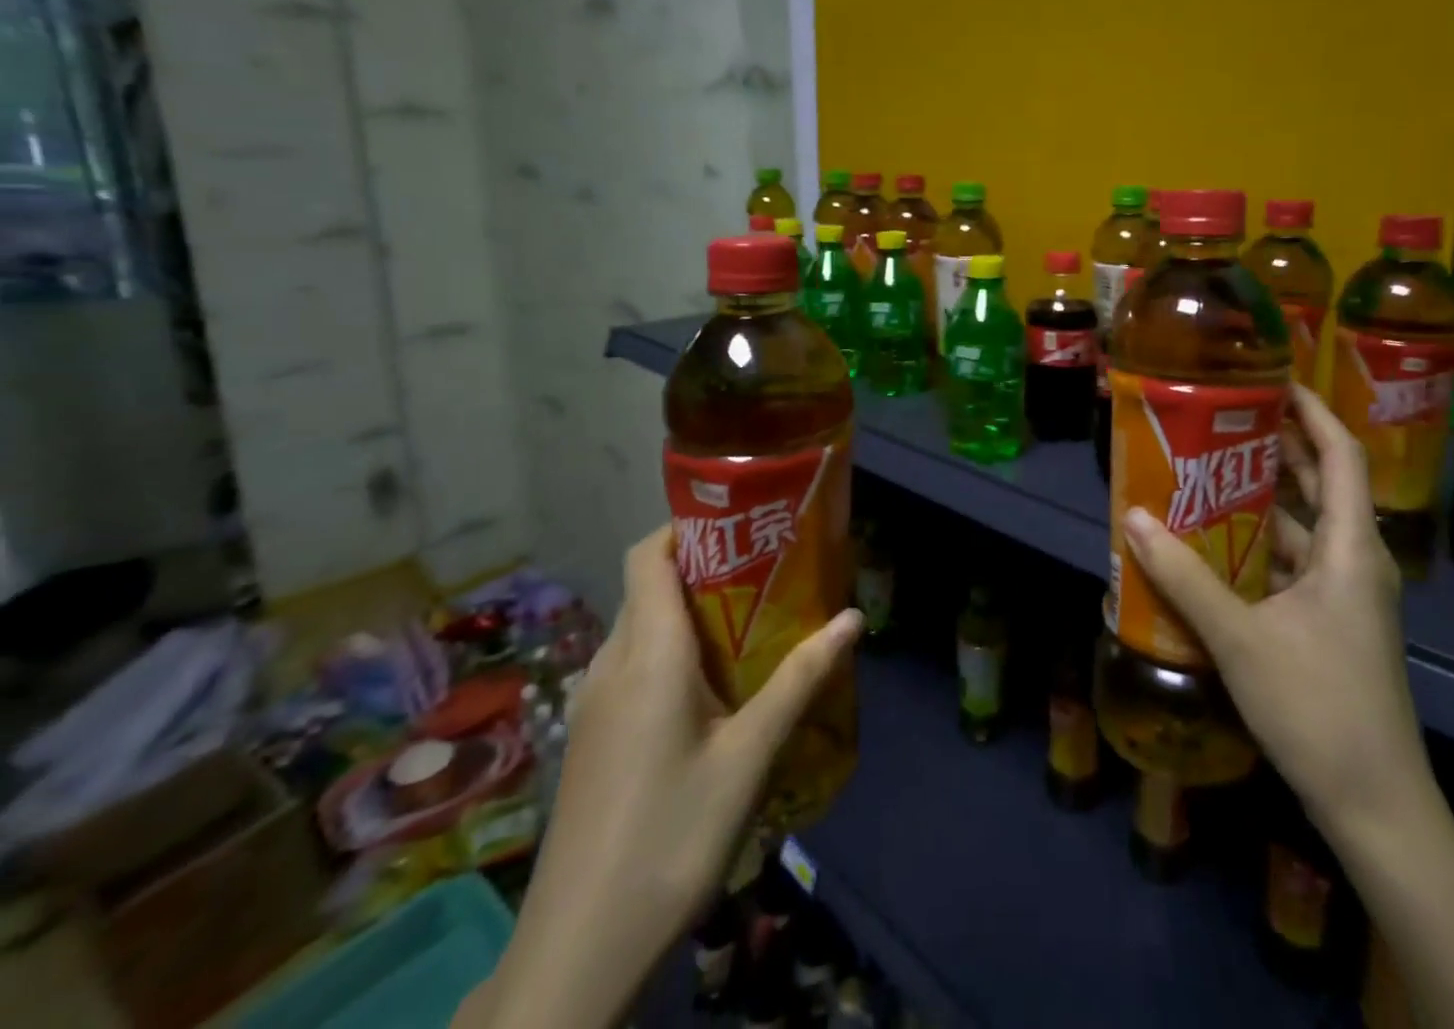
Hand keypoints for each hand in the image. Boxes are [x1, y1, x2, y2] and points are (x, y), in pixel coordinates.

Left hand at [477, 525, 861, 1028]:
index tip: (738, 525)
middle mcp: (611, 662)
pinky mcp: (590, 735)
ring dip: (686, 612)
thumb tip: (853, 619)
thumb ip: (800, 680)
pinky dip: (667, 651)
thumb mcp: (749, 756)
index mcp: (647, 652)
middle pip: (648, 586)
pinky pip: (630, 665)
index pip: (649, 555)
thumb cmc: (671, 836)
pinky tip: (708, 690)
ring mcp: (592, 702)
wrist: (579, 949)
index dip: (685, 526)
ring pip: (638, 627)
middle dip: (701, 568)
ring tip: (747, 624)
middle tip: (762, 573)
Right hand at [1120, 383, 1432, 844]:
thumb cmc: (1318, 707)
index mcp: (1352, 550)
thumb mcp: (1240, 638)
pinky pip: (1291, 563)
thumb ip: (1184, 576)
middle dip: (1274, 448)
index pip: (1341, 456)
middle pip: (1319, 484)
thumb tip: (1132, 517)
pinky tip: (1211, 543)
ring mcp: (1344, 595)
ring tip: (1203, 471)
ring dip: (1258, 499)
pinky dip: (1256, 544)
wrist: (1374, 805)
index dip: (1312, 411)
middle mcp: (1356, 561)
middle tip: (1218, 419)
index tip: (1271, 380)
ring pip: (1302, 527)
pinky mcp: (1329, 622)